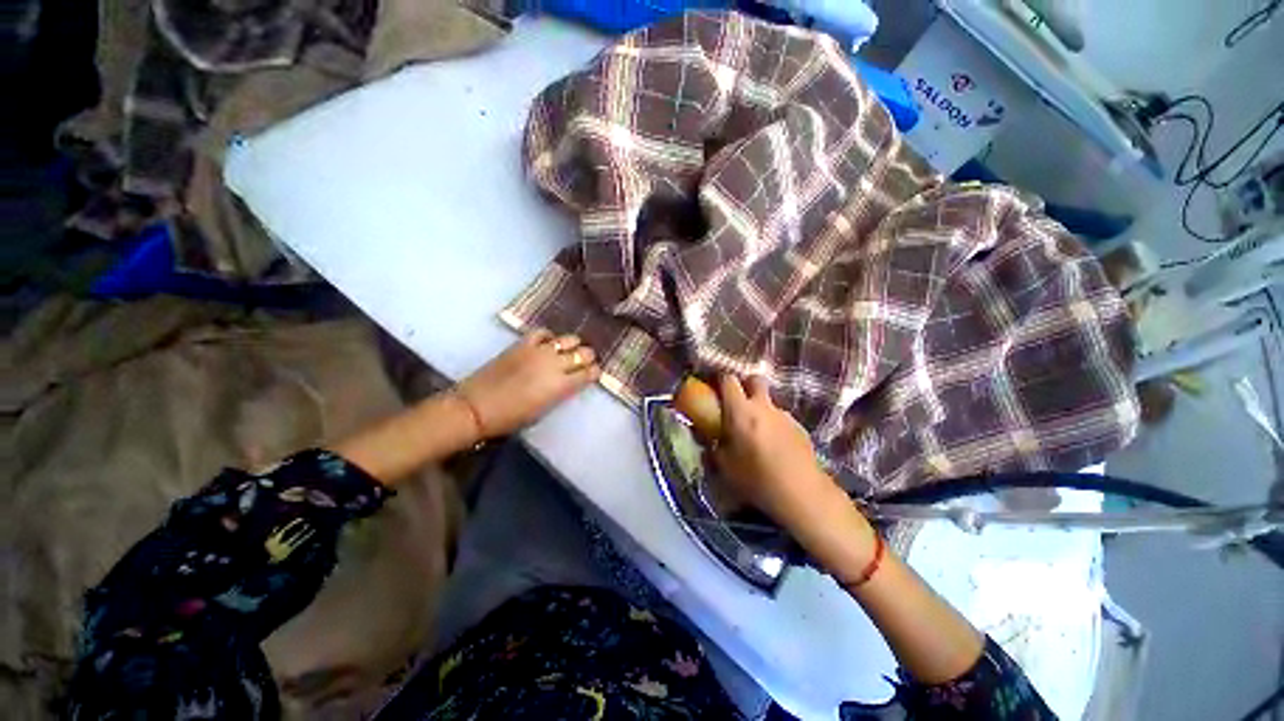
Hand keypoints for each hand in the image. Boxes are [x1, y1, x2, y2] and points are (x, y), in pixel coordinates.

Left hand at [457, 330, 600, 438]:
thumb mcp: (544, 409)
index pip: (589, 372)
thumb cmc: (512, 418)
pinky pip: (541, 332)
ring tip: (570, 348)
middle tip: (584, 361)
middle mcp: (555, 364)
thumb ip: (561, 392)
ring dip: (573, 344)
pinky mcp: (522, 344)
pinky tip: (548, 342)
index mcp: (562, 385)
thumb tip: (570, 382)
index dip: (594, 372)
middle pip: (583, 353)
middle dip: (587, 357)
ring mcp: (539, 351)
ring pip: (567, 339)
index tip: (593, 373)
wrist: (476, 408)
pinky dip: (548, 336)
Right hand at [710, 375, 850, 536]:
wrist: (802, 494)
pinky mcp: (800, 427)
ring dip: (761, 408)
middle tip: (737, 402)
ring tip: (756, 431)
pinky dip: (774, 424)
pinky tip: (774, 445)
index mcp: (740, 411)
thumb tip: (704, 436)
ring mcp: (784, 415)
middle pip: (755, 379)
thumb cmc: (756, 479)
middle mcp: (763, 406)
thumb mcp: (724, 466)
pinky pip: (781, 418)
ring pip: (769, 401)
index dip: (720, 380)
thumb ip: (712, 445)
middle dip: (745, 385)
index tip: (714, 389)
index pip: (728, 379)